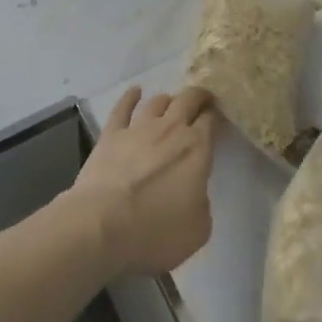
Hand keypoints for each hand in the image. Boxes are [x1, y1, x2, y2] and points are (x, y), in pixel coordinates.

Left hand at [69, 86, 215, 277]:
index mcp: (196, 148)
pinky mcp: (111, 135)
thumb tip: (194, 193)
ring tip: (171, 104)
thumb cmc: (155, 230)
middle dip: (198, 97)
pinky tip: (135, 92)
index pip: (211, 119)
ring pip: (157, 101)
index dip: (216, 115)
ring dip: (168, 100)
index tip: (218, 117)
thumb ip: (202, 203)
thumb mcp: (198, 229)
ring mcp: (138, 128)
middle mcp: (170, 129)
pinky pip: (122, 108)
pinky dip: (130, 97)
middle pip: (188, 99)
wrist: (102, 225)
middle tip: (202, 101)